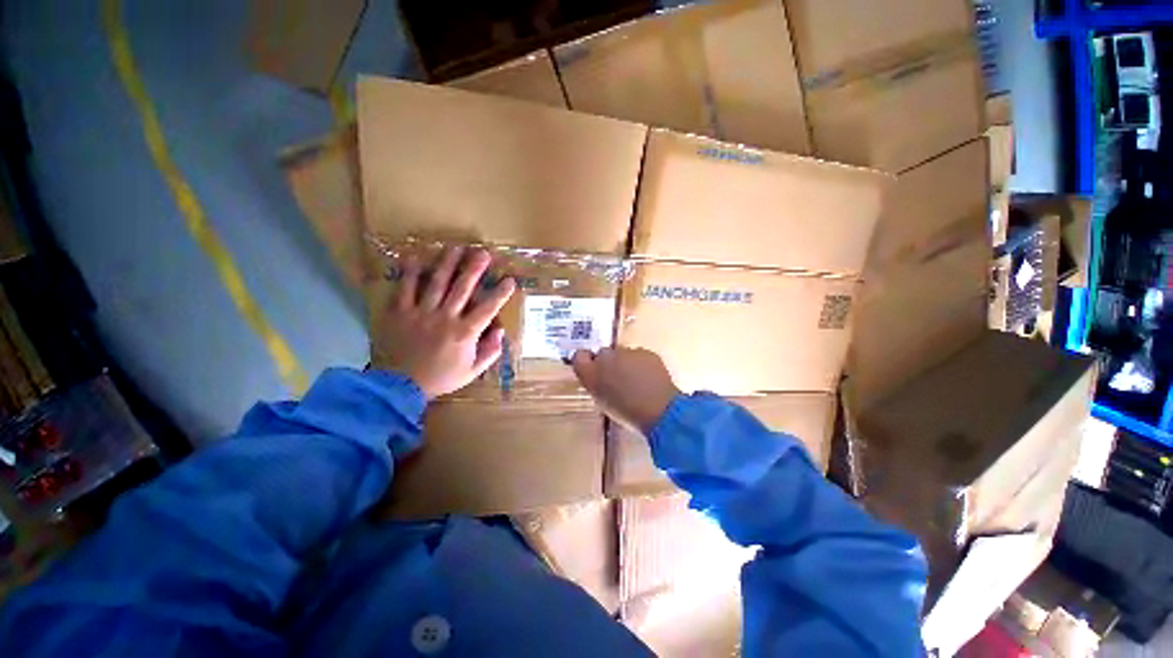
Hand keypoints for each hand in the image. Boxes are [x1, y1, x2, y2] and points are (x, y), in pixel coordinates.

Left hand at [372, 247, 514, 398]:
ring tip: (456, 247)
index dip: (501, 293)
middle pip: (462, 288)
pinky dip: (410, 272)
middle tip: (483, 252)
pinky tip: (416, 257)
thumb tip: (500, 332)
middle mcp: (445, 317)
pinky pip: (405, 288)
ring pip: (437, 282)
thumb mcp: (472, 371)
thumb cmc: (440, 378)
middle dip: (475, 268)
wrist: (399, 386)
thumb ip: (489, 352)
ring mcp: (421, 312)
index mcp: (465, 333)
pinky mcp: (400, 312)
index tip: (510, 280)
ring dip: (447, 263)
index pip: (488, 308)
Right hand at [571, 347, 680, 434]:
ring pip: (622, 354)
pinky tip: (648, 378)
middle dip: (607, 363)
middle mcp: (605, 357)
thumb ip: (595, 383)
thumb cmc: (626, 412)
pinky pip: (639, 356)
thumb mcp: (602, 400)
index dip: (586, 362)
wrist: (659, 410)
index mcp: (591, 373)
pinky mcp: (646, 352)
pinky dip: (641, 364)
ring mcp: (627, 352)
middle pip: (602, 354)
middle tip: (616, 379)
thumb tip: (594, 373)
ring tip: (635, 381)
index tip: (592, 370)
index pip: (579, 357)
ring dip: (625, 363)